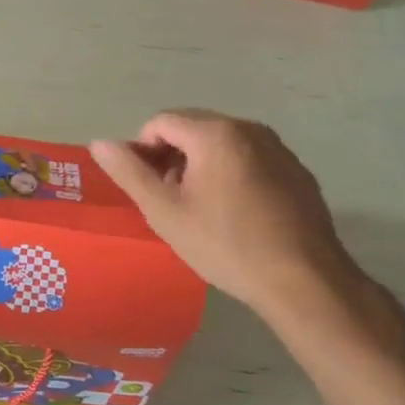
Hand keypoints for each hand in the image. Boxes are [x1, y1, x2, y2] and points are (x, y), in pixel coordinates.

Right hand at [90, 111, 362, 316]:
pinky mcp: (297, 172)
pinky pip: (250, 159)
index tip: (148, 189)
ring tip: (201, 209)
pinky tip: (235, 214)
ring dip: (200, 165)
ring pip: (221, 143)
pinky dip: (232, 174)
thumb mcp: (164, 211)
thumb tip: (99, 142)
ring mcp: (278, 149)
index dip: (143, 151)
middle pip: (192, 128)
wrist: (305, 282)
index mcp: (215, 133)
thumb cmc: (225, 244)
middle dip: (172, 156)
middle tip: (170, 200)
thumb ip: (129, 171)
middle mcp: (249, 129)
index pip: (160, 122)